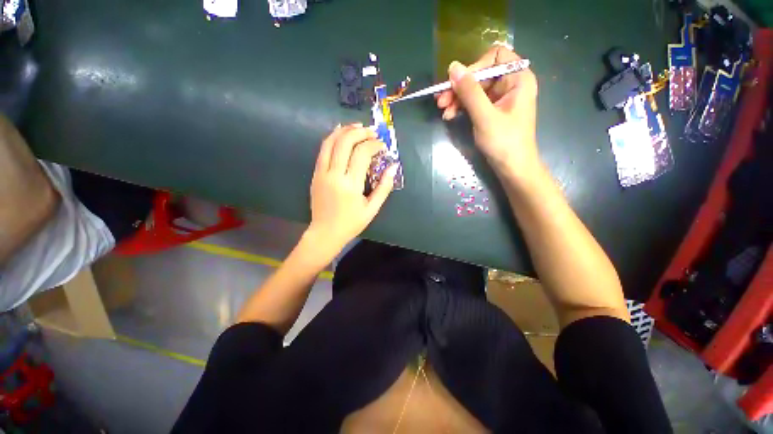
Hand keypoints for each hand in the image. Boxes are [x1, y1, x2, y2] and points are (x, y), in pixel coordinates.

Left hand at [306, 124, 397, 255]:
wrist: (325, 233)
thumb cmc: (351, 223)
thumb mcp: (372, 209)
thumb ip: (384, 187)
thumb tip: (393, 167)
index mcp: (351, 185)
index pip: (362, 154)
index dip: (374, 145)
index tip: (382, 146)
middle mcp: (334, 174)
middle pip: (345, 142)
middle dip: (360, 132)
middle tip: (372, 132)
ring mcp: (322, 173)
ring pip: (330, 142)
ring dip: (345, 130)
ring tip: (357, 127)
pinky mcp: (315, 174)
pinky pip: (323, 150)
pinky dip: (332, 138)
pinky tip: (341, 134)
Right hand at [436, 46, 539, 177]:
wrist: (512, 168)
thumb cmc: (504, 142)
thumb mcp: (484, 116)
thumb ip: (469, 91)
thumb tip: (453, 67)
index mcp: (518, 78)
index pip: (495, 57)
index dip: (474, 67)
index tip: (458, 84)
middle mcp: (510, 83)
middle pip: (481, 74)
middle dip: (460, 87)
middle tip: (440, 101)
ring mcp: (501, 98)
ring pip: (475, 89)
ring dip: (457, 98)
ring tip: (443, 111)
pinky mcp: (492, 111)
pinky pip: (475, 102)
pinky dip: (462, 107)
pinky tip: (450, 115)